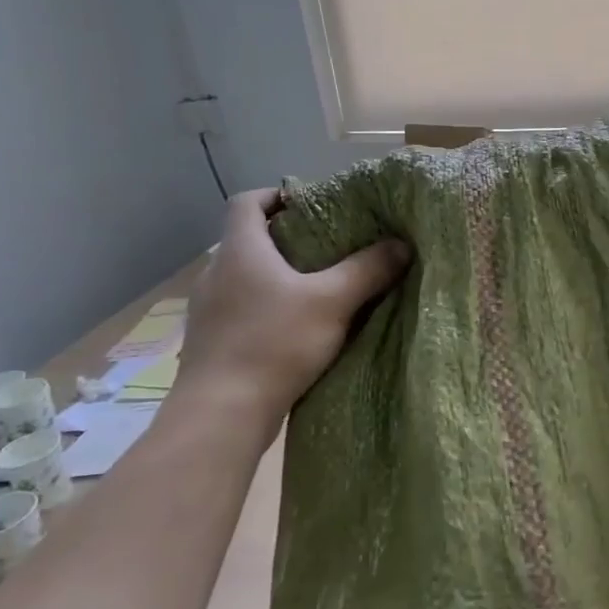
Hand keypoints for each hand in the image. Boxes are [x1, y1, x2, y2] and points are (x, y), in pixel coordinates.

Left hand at [181, 188, 409, 403]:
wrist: (222, 413)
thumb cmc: (275, 343)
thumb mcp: (333, 302)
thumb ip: (368, 269)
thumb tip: (401, 244)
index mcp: (240, 250)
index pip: (247, 202)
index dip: (276, 195)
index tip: (309, 205)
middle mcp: (216, 273)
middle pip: (248, 240)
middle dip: (287, 240)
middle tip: (327, 248)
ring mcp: (207, 310)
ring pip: (245, 278)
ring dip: (276, 277)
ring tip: (316, 290)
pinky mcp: (209, 342)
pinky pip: (240, 310)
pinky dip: (265, 309)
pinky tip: (292, 330)